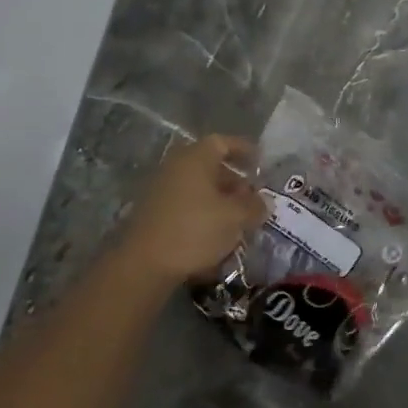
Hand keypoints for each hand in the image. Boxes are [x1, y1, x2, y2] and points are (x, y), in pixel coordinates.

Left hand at [113, 135, 266, 288]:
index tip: (260, 162)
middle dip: (234, 180)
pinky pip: (185, 204)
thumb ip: (254, 206)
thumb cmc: (195, 230)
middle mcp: (176, 166)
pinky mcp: (152, 213)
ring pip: (197, 187)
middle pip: (210, 165)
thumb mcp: (235, 218)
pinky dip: (203, 212)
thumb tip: (263, 202)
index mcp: (196, 158)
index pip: (223, 142)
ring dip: (219, 199)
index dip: (244, 150)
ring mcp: (160, 189)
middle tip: (251, 198)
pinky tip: (215, 234)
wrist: (144, 264)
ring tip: (237, 220)